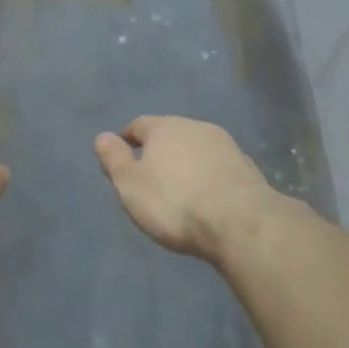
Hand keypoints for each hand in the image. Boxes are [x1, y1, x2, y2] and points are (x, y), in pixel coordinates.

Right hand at [94, 116, 273, 260]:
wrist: (240, 222)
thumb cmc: (174, 203)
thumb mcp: (130, 185)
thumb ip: (114, 159)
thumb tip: (102, 136)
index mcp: (164, 128)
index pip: (139, 125)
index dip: (127, 140)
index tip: (121, 156)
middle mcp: (195, 127)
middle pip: (170, 133)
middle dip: (159, 150)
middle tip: (150, 175)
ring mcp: (225, 145)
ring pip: (196, 148)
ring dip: (186, 163)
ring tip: (179, 188)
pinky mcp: (246, 166)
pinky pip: (217, 166)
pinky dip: (207, 176)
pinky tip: (207, 197)